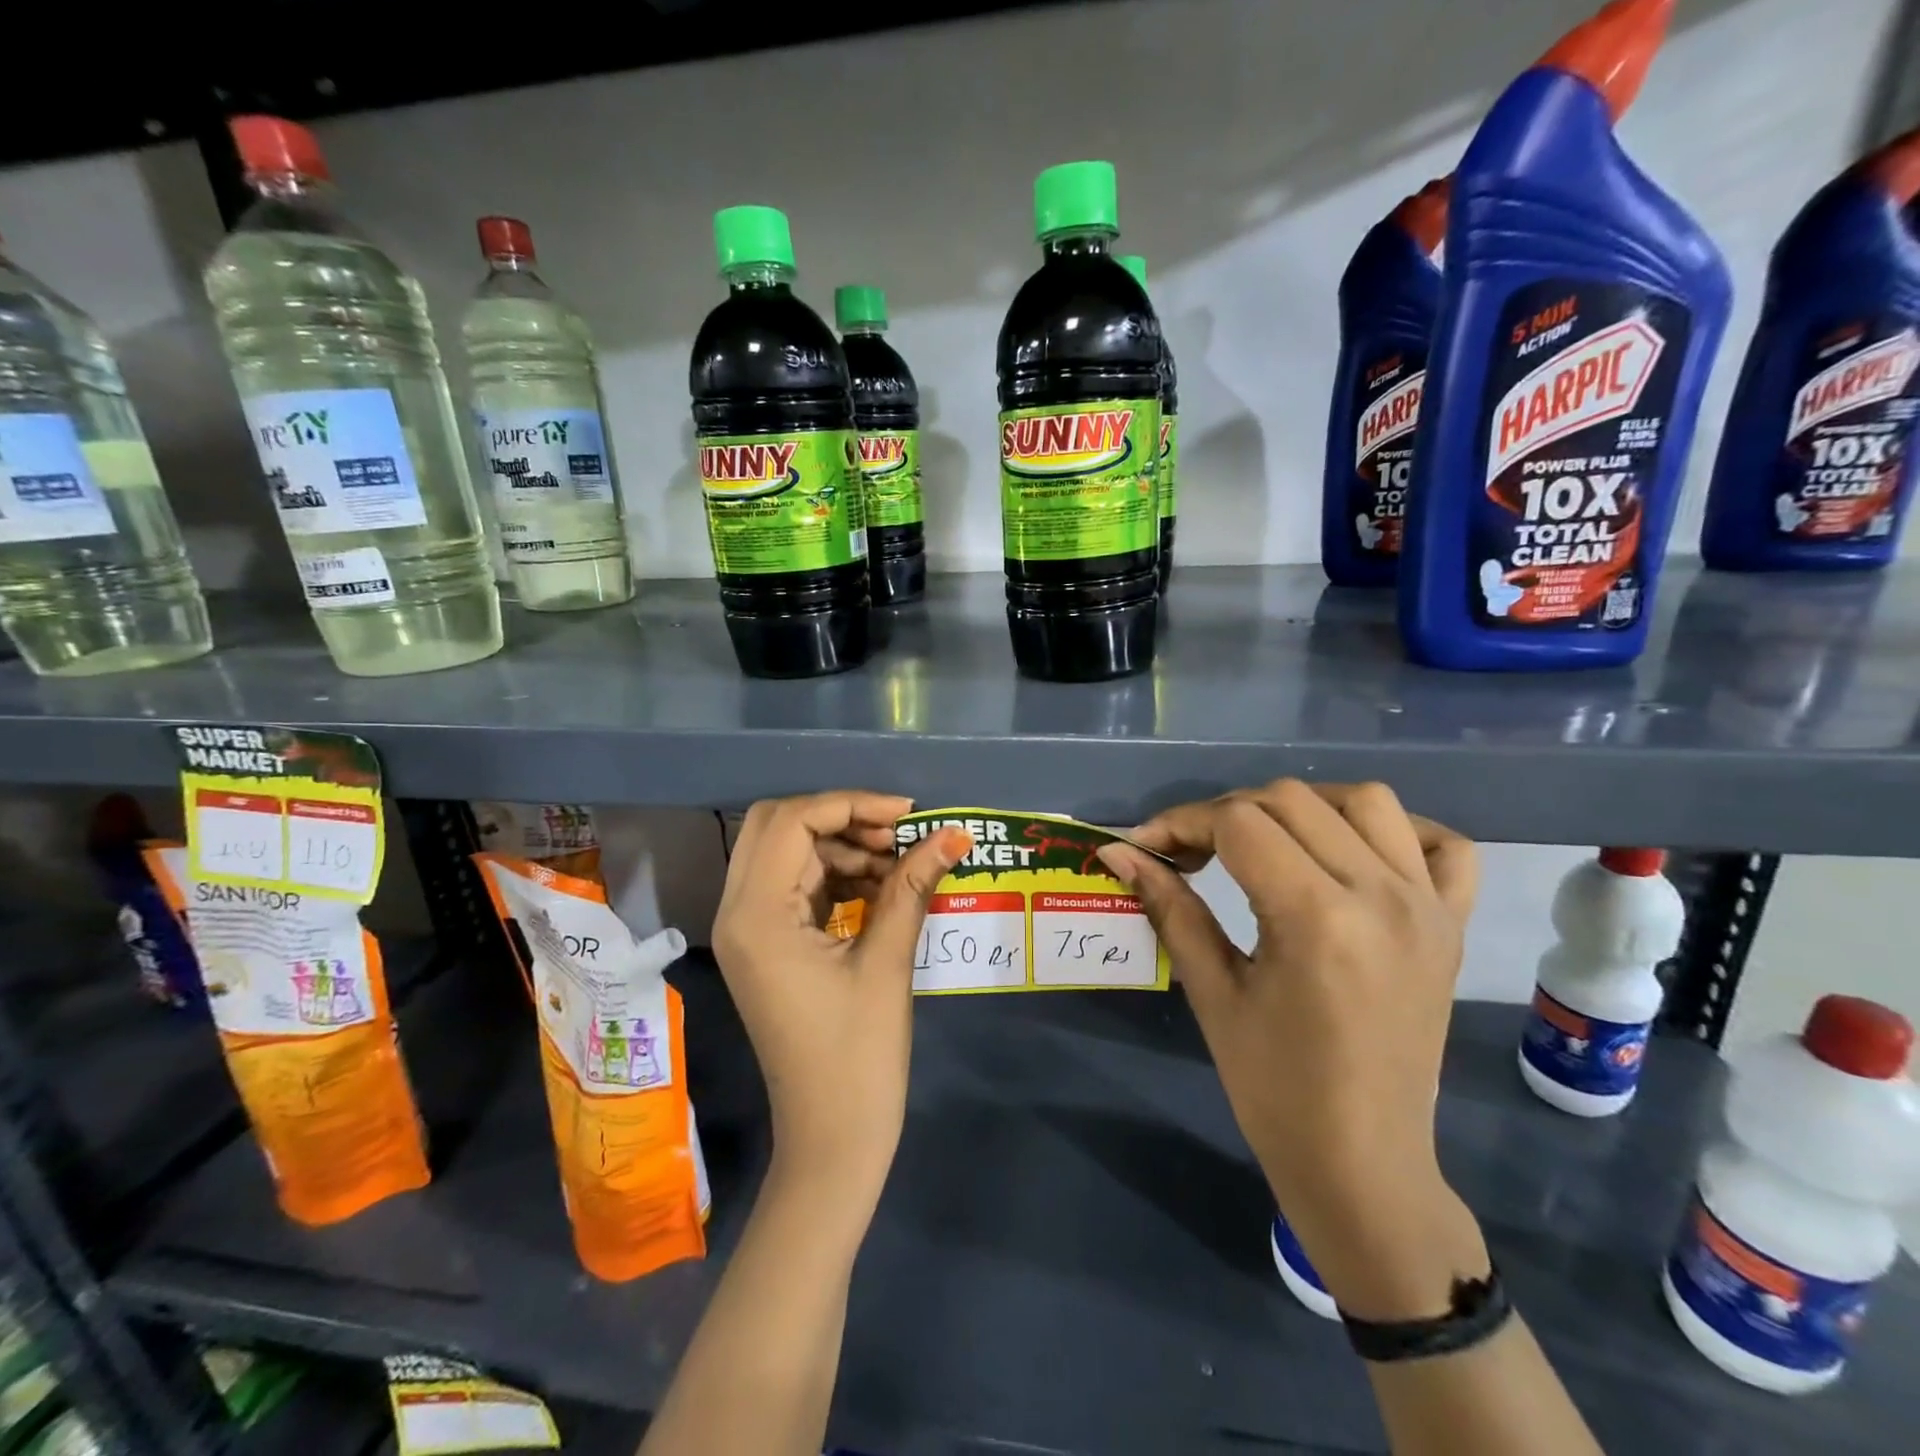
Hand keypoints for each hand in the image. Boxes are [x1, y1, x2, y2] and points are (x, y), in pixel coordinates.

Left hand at [713, 792, 970, 1219]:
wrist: (832, 1140)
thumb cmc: (859, 1056)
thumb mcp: (888, 961)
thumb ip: (913, 886)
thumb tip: (955, 834)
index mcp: (757, 915)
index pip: (793, 822)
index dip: (852, 805)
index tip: (909, 815)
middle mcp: (739, 912)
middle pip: (778, 826)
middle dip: (841, 819)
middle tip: (898, 835)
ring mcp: (748, 930)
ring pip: (786, 853)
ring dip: (842, 847)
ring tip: (900, 864)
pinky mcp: (766, 945)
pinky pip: (795, 885)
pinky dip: (835, 874)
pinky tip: (881, 887)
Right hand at [1098, 780, 1481, 1314]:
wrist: (1361, 1162)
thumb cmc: (1272, 1088)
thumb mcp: (1210, 992)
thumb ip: (1168, 907)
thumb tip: (1117, 851)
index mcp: (1317, 919)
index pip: (1239, 822)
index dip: (1181, 822)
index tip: (1146, 846)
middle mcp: (1382, 896)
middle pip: (1291, 800)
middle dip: (1225, 812)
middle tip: (1191, 854)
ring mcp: (1428, 906)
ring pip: (1365, 801)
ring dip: (1302, 807)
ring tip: (1265, 843)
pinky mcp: (1453, 924)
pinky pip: (1443, 846)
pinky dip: (1398, 831)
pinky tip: (1353, 853)